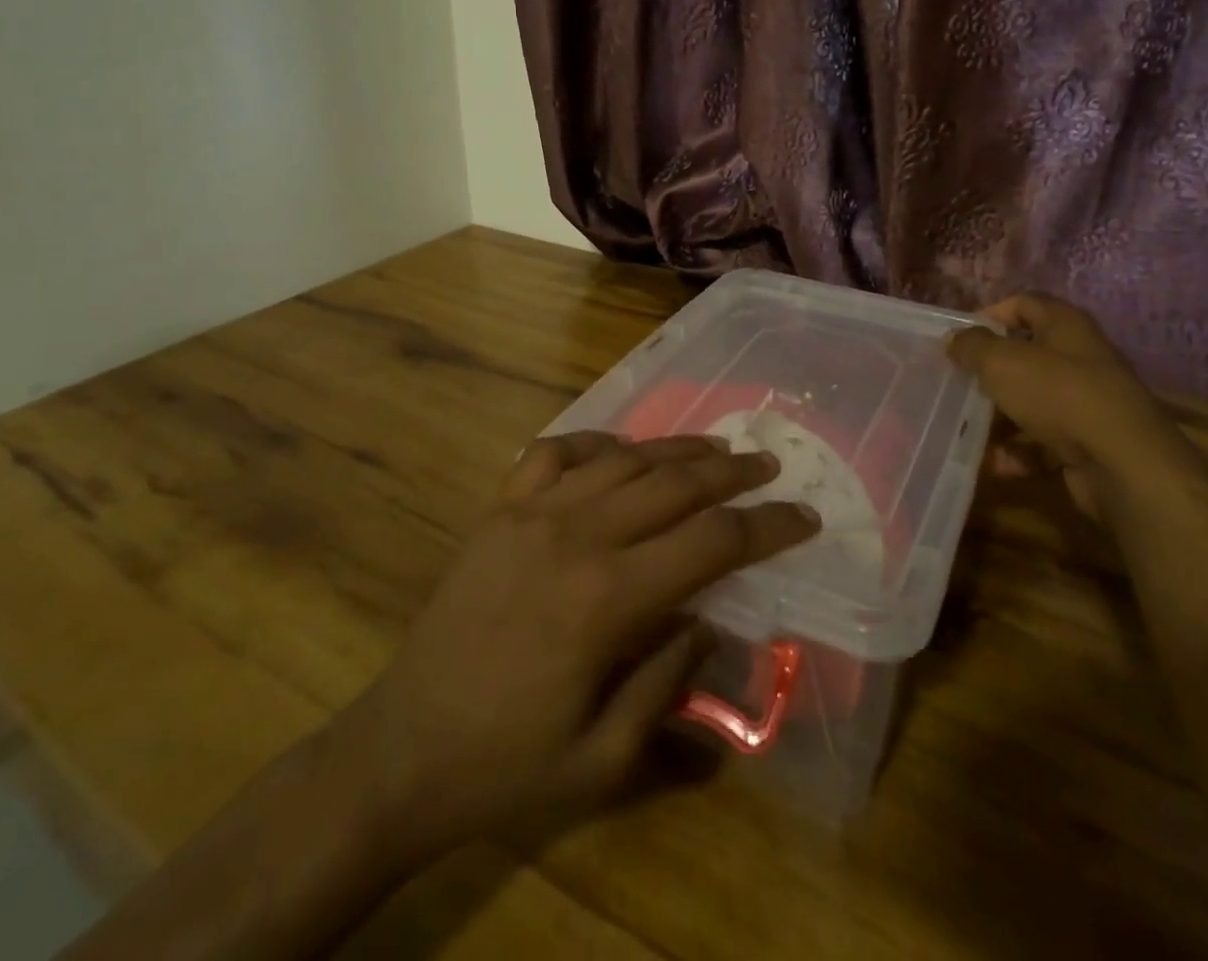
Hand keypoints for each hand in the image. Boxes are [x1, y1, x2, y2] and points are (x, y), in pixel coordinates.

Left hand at [331, 432, 819, 865]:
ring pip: (622, 460)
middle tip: (769, 467)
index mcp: (607, 600)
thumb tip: (705, 619)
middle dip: (731, 474)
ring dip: (676, 450)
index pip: (710, 542)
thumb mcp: (606, 759)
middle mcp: (575, 536)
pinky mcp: (499, 508)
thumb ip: (668, 680)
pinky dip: (598, 443)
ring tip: (716, 449)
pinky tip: (622, 451)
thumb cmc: (509, 764)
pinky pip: (556, 452)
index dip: (765, 526)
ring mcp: (530, 512)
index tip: (803, 516)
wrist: (404, 747)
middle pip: (673, 484)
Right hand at [947, 293, 1187, 520]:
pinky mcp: (1087, 442)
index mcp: (1065, 326)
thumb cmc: (1058, 395)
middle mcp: (1080, 358)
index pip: (1023, 304)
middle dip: (989, 372)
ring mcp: (1086, 402)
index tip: (958, 339)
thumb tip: (955, 339)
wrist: (1123, 464)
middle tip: (957, 383)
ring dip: (997, 416)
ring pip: (1031, 401)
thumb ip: (972, 346)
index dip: (989, 315)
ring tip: (964, 427)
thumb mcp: (1001, 361)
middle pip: (1025, 356)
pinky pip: (1042, 441)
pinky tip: (991, 462)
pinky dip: (1016, 451)